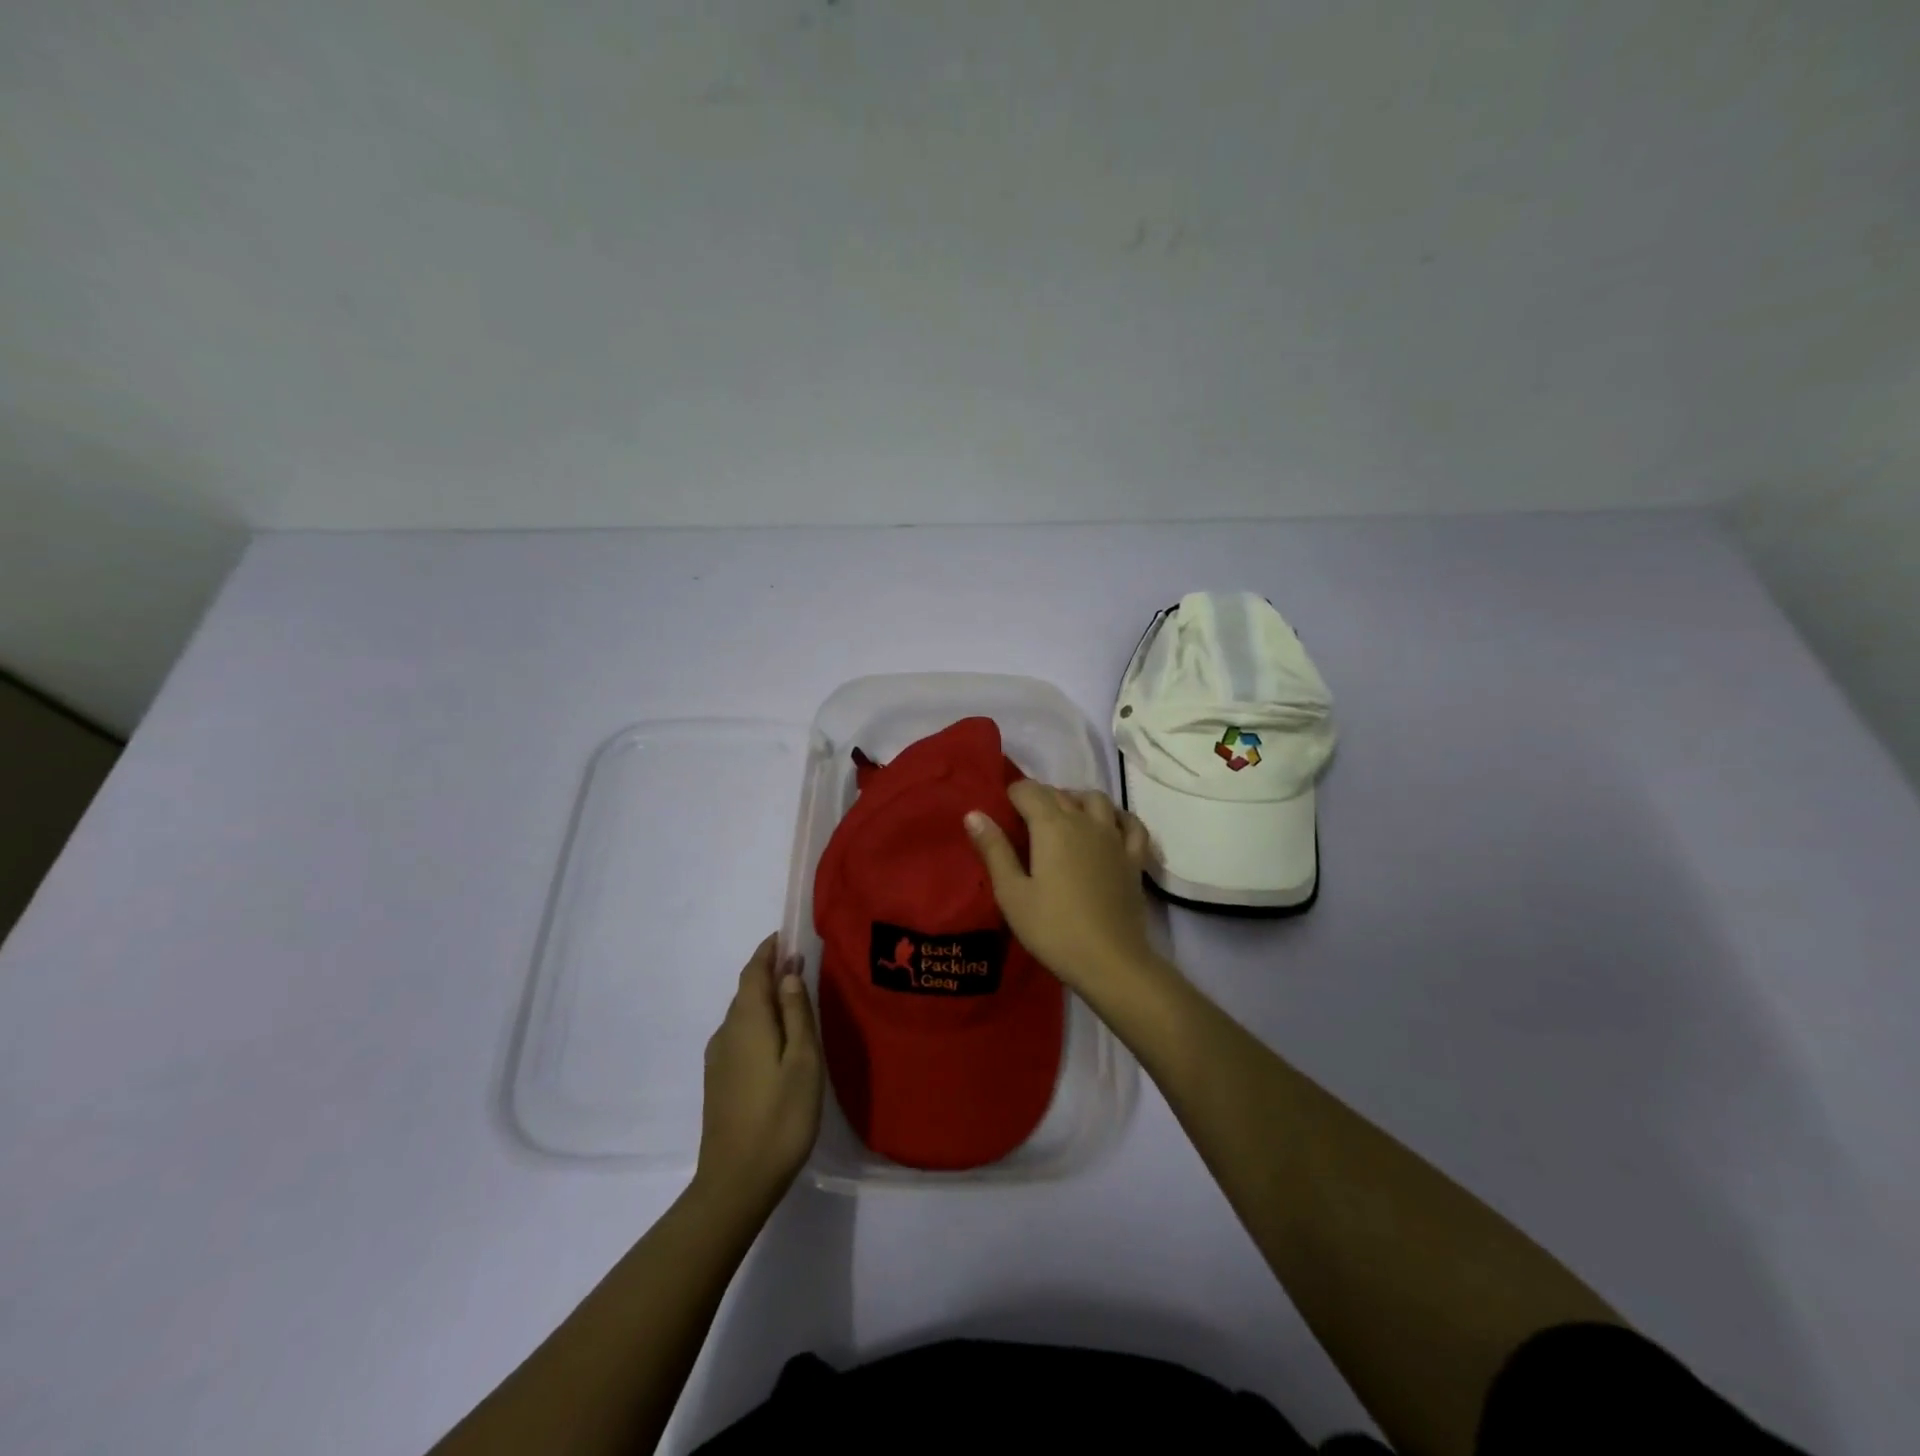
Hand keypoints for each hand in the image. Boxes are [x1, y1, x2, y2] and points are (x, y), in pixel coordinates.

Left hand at [694, 935, 822, 1211]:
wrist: (736, 1183)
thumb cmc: (780, 1116)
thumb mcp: (803, 1061)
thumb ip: (797, 1013)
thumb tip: (789, 972)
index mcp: (747, 1020)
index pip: (754, 971)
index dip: (769, 951)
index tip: (787, 936)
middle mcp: (726, 1032)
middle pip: (746, 990)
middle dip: (770, 973)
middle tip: (800, 967)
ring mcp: (718, 1059)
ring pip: (743, 1015)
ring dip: (765, 1000)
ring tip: (795, 1002)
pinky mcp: (718, 1081)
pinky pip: (739, 1036)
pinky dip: (758, 1024)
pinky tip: (777, 1042)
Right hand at [965, 782, 1162, 995]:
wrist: (1110, 960)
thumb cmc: (1053, 928)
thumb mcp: (1012, 893)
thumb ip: (994, 850)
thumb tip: (974, 814)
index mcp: (1052, 826)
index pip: (1029, 791)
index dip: (1012, 794)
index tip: (1002, 809)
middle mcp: (1084, 821)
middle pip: (1059, 794)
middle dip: (1039, 797)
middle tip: (1023, 819)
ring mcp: (1114, 838)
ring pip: (1096, 800)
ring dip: (1076, 799)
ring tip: (1063, 817)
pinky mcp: (1134, 858)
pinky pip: (1131, 824)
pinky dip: (1117, 817)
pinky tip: (1109, 825)